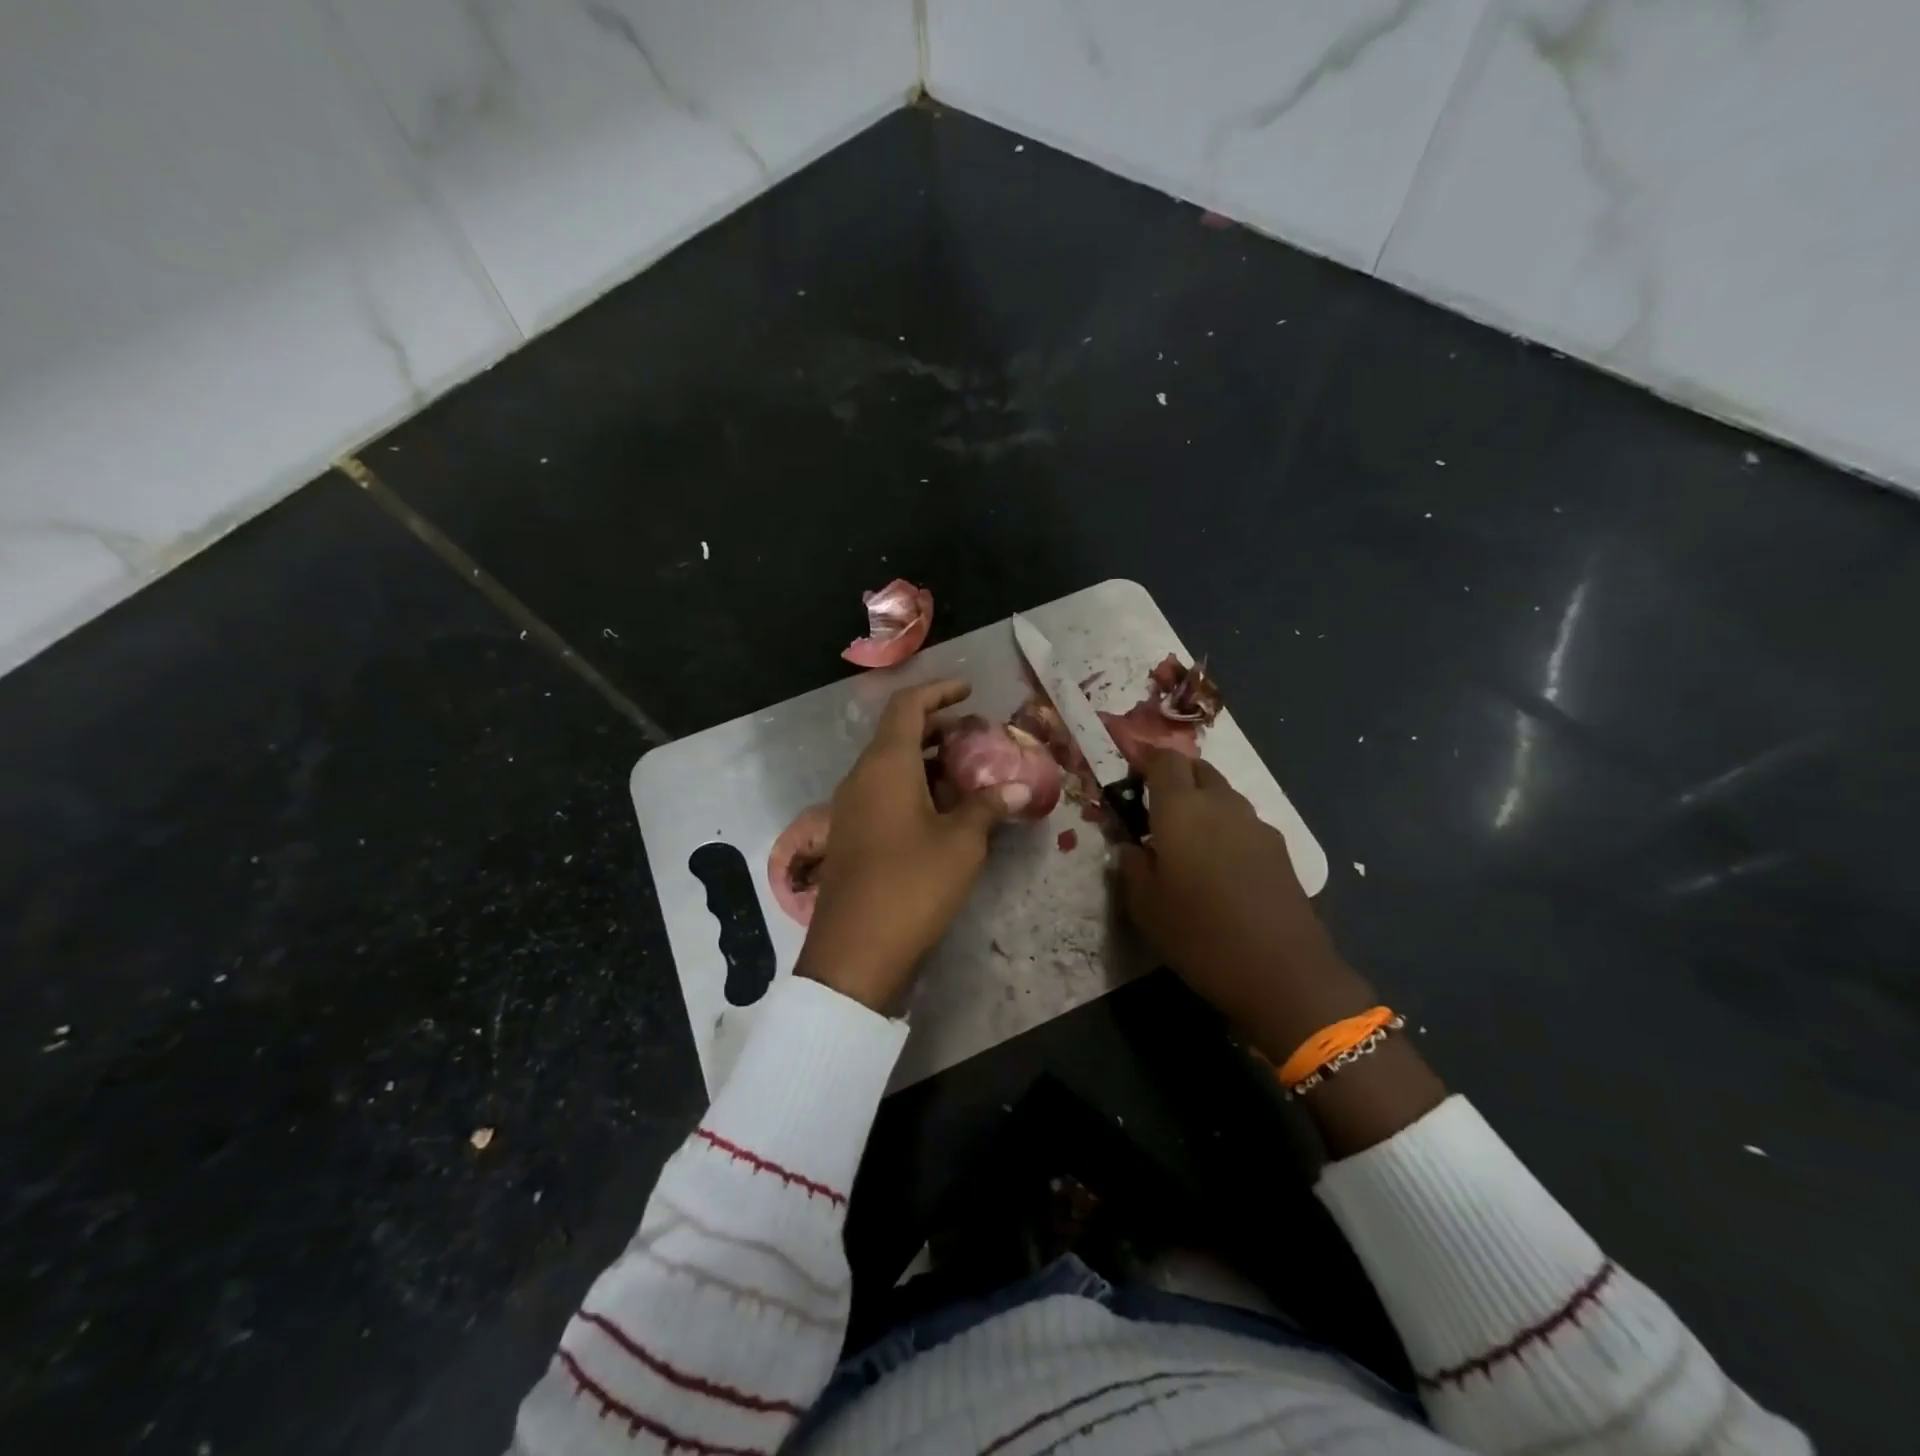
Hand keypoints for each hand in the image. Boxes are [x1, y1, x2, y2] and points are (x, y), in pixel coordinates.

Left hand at [796, 680, 1030, 1011]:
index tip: (970, 691)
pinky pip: (885, 793)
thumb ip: (989, 807)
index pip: (908, 706)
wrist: (854, 952)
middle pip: (898, 734)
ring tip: (971, 774)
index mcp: (885, 765)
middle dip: (939, 729)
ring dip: (929, 762)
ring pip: (892, 766)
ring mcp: (852, 808)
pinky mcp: (853, 836)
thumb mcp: (961, 843)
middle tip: (978, 736)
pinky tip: (946, 812)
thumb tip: (1021, 787)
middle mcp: (861, 777)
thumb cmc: (911, 885)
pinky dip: (916, 788)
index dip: (939, 692)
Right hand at [1117, 750, 1374, 1060]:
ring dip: (1202, 804)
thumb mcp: (1144, 905)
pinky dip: (1226, 829)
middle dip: (1175, 780)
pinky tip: (1220, 867)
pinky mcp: (1279, 849)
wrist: (1283, 971)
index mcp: (1181, 808)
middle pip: (1198, 769)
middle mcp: (1221, 803)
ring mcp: (1255, 824)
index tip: (1130, 783)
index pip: (1164, 759)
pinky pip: (1243, 823)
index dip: (1145, 762)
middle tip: (1155, 812)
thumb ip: (1131, 865)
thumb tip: (1130, 846)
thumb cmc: (1199, 933)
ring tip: (1187, 843)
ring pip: (1223, 795)